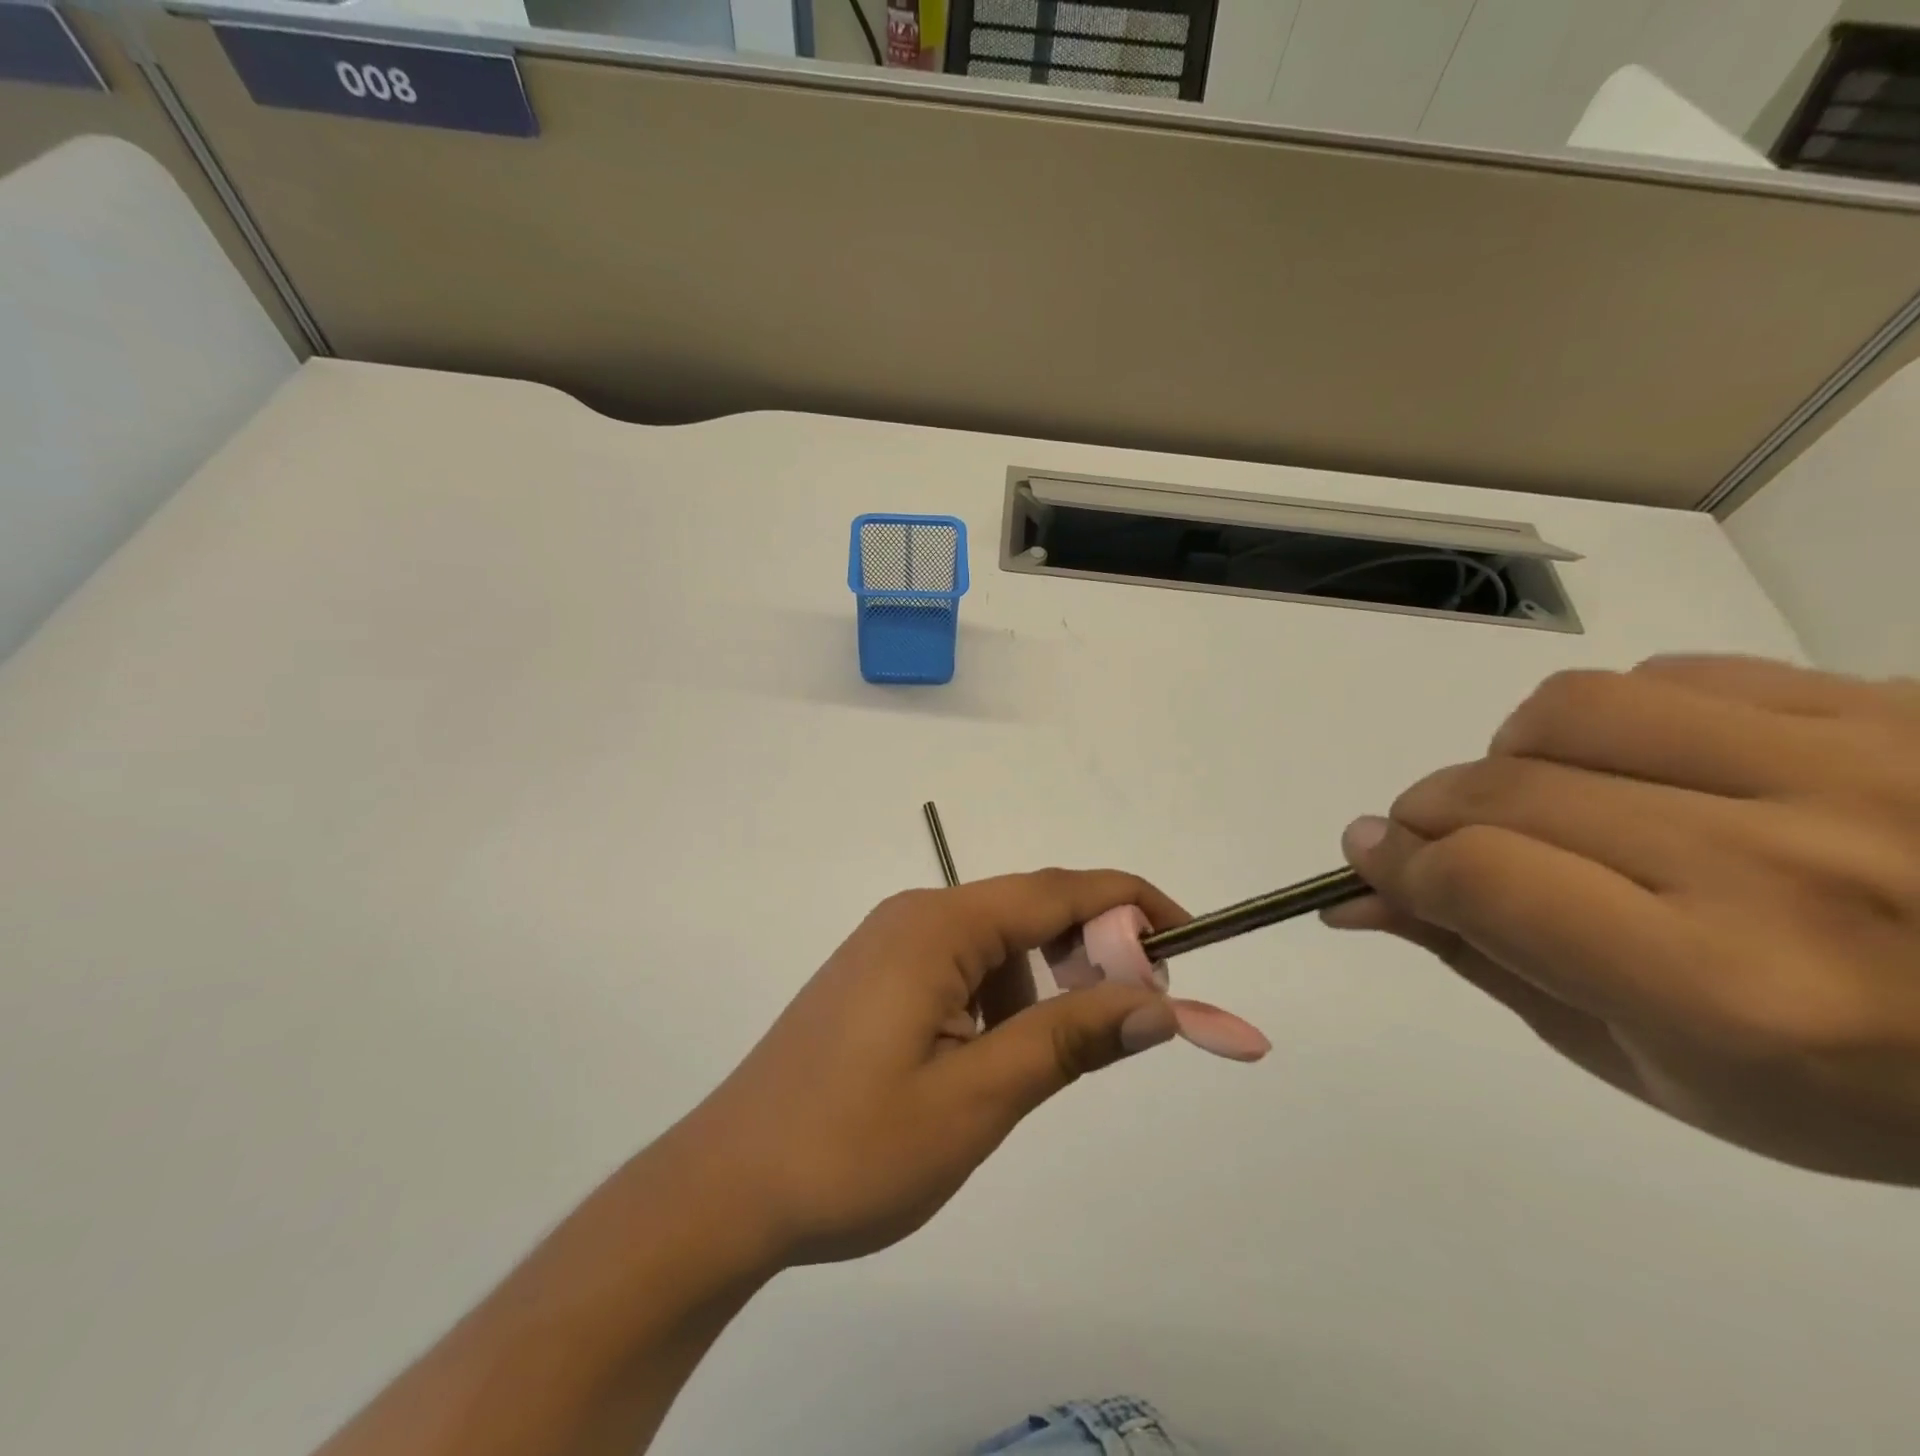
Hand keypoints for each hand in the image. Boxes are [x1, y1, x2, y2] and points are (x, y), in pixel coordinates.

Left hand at [667, 870, 1186, 1265]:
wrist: (725, 1189)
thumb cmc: (851, 1148)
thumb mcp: (977, 1097)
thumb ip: (1069, 1039)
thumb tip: (1158, 1003)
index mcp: (937, 925)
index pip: (1058, 890)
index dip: (1131, 905)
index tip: (1189, 940)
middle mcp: (914, 916)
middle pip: (1028, 912)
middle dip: (1090, 955)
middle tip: (1127, 1023)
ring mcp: (889, 946)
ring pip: (996, 947)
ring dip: (1039, 990)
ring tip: (1032, 1068)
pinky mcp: (875, 979)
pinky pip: (960, 969)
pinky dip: (997, 1003)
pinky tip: (980, 1064)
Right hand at [1326, 656, 1919, 1184]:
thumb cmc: (1849, 1086)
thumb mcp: (1649, 1063)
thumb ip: (1488, 962)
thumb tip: (1363, 895)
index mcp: (1725, 990)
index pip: (1482, 878)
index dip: (1395, 862)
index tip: (1369, 858)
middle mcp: (1783, 867)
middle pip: (1506, 790)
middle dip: (1429, 813)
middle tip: (1430, 837)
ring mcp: (1854, 769)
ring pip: (1572, 708)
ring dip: (1513, 755)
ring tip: (1543, 796)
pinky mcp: (1894, 706)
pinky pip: (1675, 675)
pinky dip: (1616, 719)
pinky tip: (1647, 769)